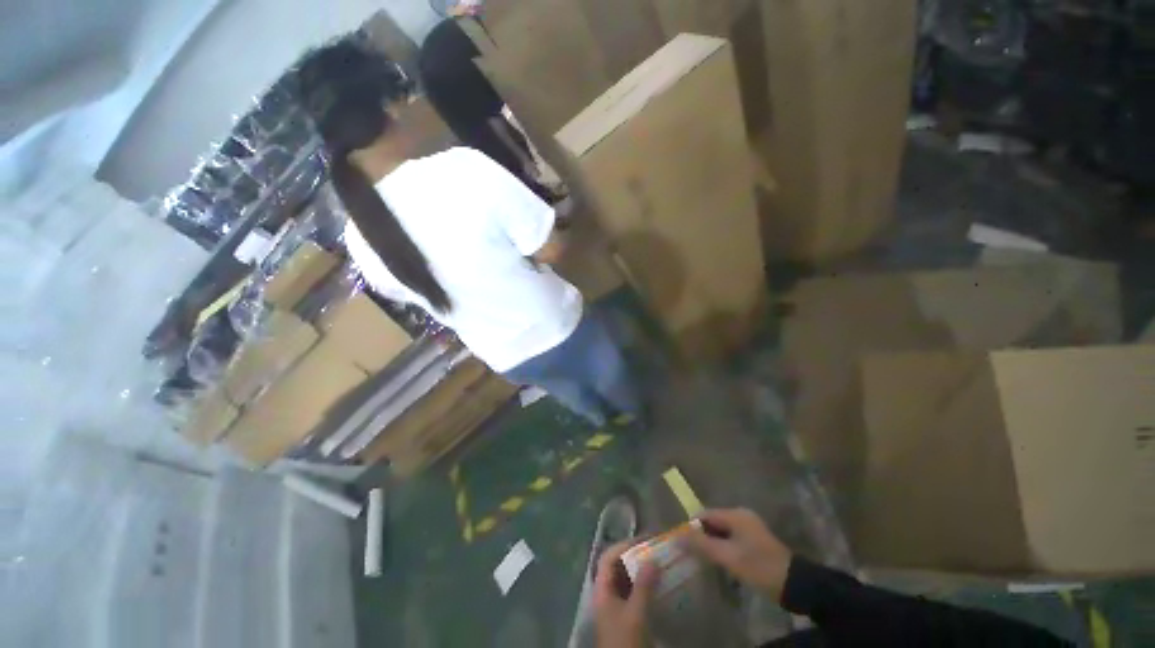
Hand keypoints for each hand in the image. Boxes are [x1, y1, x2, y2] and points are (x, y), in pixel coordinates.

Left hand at [593, 541, 658, 647]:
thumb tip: (652, 558)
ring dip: (638, 569)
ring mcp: (613, 605)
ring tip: (656, 562)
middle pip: (615, 566)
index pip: (607, 557)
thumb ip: (643, 586)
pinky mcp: (623, 616)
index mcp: (601, 589)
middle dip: (633, 555)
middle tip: (652, 549)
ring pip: (624, 579)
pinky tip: (655, 584)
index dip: (623, 545)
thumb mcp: (636, 614)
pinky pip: (631, 592)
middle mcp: (605, 593)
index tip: (643, 540)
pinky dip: (642, 584)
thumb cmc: (625, 641)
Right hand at [687, 508, 792, 600]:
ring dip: (713, 545)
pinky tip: (721, 564)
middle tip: (693, 556)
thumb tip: (678, 536)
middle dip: (702, 537)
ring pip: (722, 533)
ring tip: (705, 562)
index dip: (692, 528)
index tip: (683, 545)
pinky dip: (723, 549)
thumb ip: (702, 545)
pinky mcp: (754, 542)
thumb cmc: (759, 567)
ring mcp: (749, 529)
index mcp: (735, 515)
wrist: (795, 585)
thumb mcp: (728, 556)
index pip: (704, 514)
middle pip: (713, 522)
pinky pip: (731, 540)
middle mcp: (741, 516)